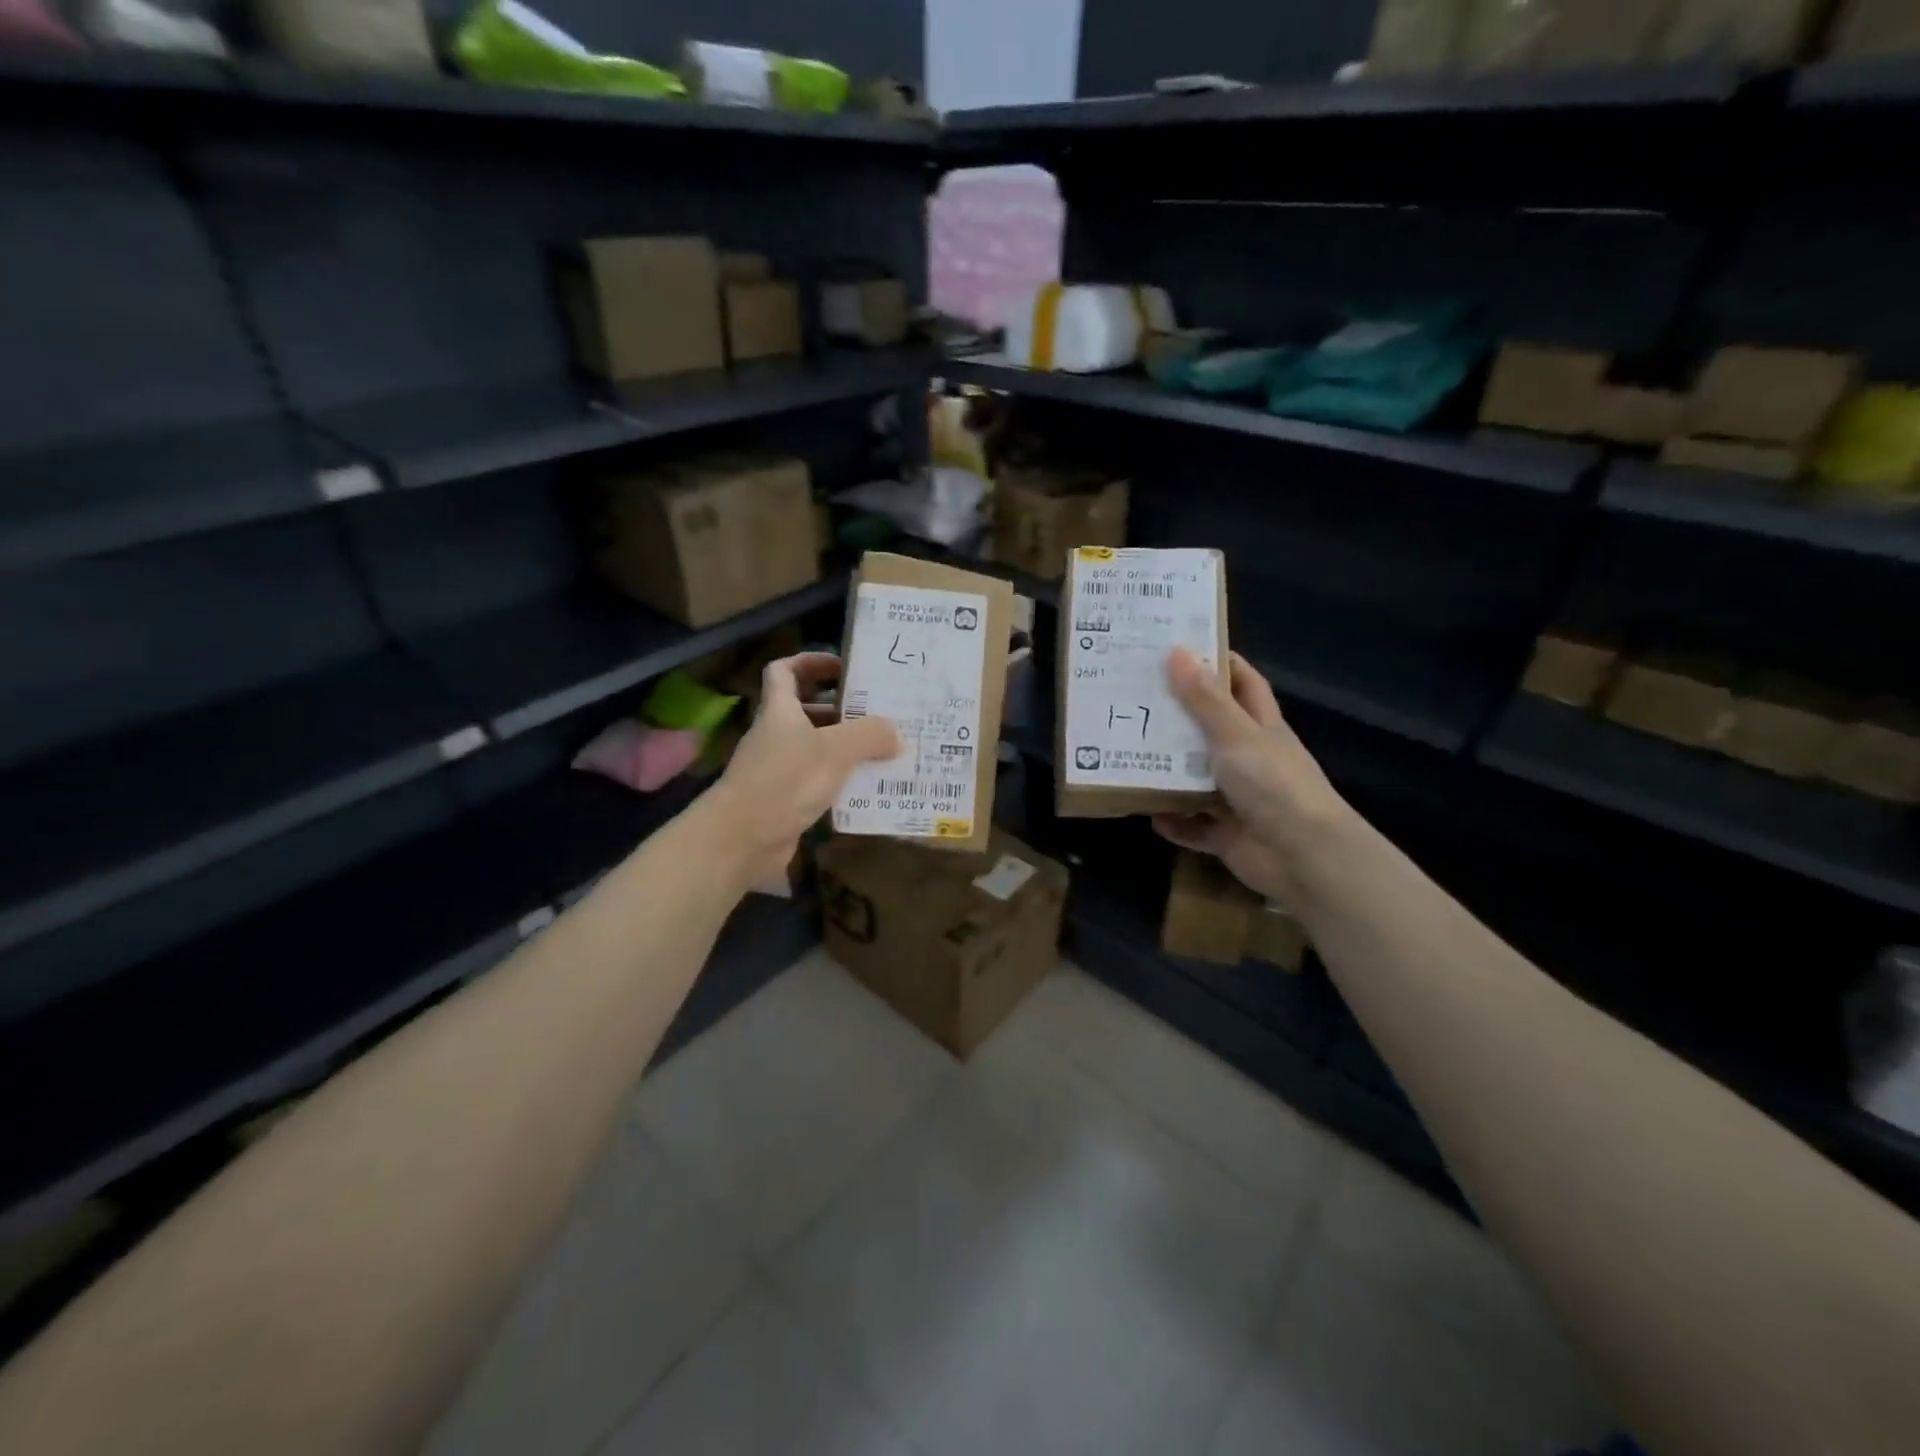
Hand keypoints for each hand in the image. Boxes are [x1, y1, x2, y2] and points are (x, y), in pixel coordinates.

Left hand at [708, 653, 897, 886]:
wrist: (741, 840)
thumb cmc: (785, 781)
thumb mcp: (835, 750)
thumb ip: (868, 735)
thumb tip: (894, 733)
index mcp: (779, 710)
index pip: (785, 670)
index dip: (811, 662)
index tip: (843, 667)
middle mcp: (776, 735)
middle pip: (806, 710)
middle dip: (840, 708)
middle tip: (878, 711)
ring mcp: (778, 769)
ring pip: (815, 748)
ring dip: (846, 748)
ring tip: (884, 750)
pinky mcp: (785, 800)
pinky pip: (818, 782)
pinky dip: (841, 782)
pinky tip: (868, 789)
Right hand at [1152, 648, 1350, 905]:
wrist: (1303, 856)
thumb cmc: (1274, 784)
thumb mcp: (1235, 735)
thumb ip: (1205, 700)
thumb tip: (1178, 651)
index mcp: (1261, 727)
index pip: (1243, 684)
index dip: (1219, 663)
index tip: (1182, 648)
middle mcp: (1250, 758)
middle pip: (1211, 729)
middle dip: (1177, 716)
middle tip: (1135, 698)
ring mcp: (1239, 798)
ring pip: (1196, 778)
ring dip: (1168, 771)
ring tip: (1127, 753)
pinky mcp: (1227, 834)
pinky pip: (1192, 825)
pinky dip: (1173, 821)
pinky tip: (1147, 813)